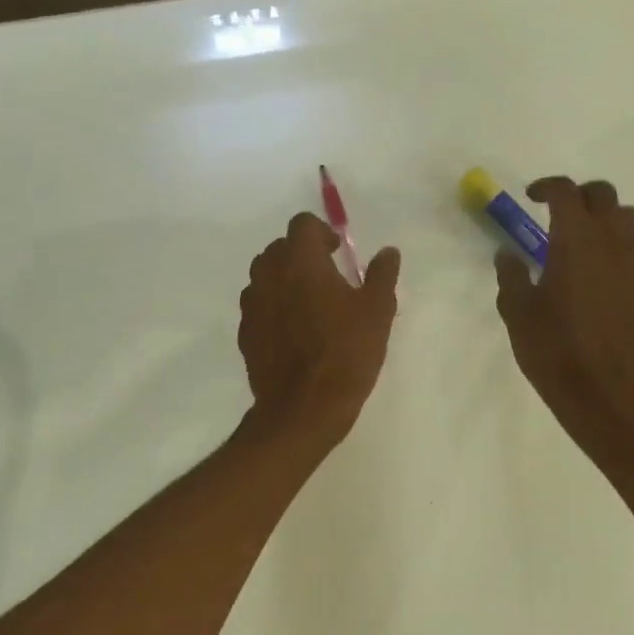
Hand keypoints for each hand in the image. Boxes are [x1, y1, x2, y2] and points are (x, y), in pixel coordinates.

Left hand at [240, 212, 400, 449]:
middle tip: (328, 276)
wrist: (302, 409)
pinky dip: (274, 306)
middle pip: (280, 247)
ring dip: (285, 278)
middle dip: (302, 254)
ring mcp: (252, 304)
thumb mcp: (377, 312)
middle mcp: (269, 274)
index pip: (302, 224)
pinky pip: (259, 305)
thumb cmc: (345, 354)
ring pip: (265, 275)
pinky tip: (294, 330)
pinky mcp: (245, 332)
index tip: (337, 252)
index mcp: (301, 261)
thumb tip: (388, 252)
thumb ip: (381, 275)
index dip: (321, 232)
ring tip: (310, 303)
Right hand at [495, 177, 633, 448]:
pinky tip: (599, 274)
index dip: (548, 187)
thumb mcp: (517, 311)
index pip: (567, 192)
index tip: (531, 197)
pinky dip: (618, 248)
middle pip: (604, 195)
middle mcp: (611, 243)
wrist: (604, 393)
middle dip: (580, 195)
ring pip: (629, 219)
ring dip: (605, 217)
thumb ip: (511, 274)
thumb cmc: (553, 349)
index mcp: (575, 241)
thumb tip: (508, 254)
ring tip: (583, 239)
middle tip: (558, 213)